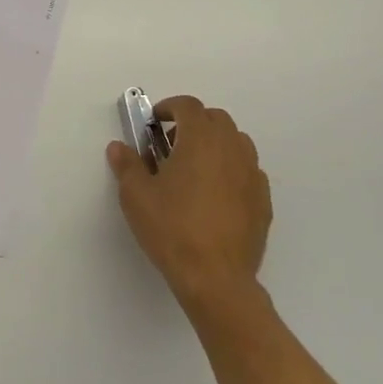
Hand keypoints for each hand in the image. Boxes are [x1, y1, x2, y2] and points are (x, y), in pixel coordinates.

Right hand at [107, 95, 271, 313]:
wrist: (215, 277)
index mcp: (201, 139)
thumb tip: (119, 147)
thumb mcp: (137, 195)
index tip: (153, 122)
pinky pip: (247, 171)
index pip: (188, 106)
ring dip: (214, 144)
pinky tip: (214, 195)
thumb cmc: (171, 229)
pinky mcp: (263, 200)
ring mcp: (252, 174)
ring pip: (236, 142)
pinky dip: (230, 170)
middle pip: (215, 119)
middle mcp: (231, 148)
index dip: (169, 108)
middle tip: (170, 145)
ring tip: (193, 169)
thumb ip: (127, 165)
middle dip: (192, 123)